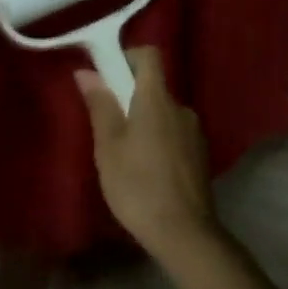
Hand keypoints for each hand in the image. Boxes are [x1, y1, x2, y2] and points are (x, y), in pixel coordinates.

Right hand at [75, 48, 220, 264]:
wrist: (184, 233)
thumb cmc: (137, 185)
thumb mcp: (108, 146)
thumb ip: (100, 105)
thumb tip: (87, 71)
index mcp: (157, 99)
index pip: (149, 55)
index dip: (127, 57)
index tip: (107, 74)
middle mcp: (181, 108)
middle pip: (154, 86)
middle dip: (129, 96)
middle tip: (106, 124)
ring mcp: (194, 132)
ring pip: (163, 113)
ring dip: (144, 121)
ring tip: (125, 153)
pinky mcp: (200, 155)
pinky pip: (174, 134)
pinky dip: (158, 140)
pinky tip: (146, 170)